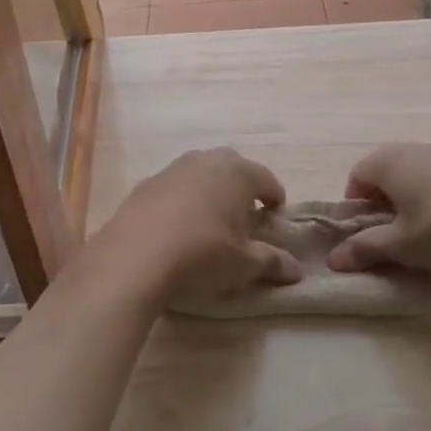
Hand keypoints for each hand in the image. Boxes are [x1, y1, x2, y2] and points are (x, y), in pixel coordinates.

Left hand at [85, 148, 301, 303]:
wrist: (134, 256)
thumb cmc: (203, 254)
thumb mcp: (244, 265)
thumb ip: (272, 262)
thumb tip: (295, 270)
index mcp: (238, 172)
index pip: (268, 180)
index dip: (275, 201)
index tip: (274, 221)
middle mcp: (206, 160)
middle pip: (234, 168)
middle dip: (242, 189)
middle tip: (244, 219)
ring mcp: (172, 169)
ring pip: (201, 173)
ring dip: (210, 191)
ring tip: (210, 223)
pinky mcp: (145, 183)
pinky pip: (174, 187)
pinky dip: (182, 201)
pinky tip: (177, 228)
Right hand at [327, 143, 430, 275]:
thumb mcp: (401, 245)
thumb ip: (365, 249)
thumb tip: (333, 260)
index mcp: (389, 161)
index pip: (356, 176)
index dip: (355, 207)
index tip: (366, 235)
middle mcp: (414, 150)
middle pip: (385, 175)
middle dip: (383, 206)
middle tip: (392, 238)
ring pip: (415, 178)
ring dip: (411, 204)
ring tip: (424, 238)